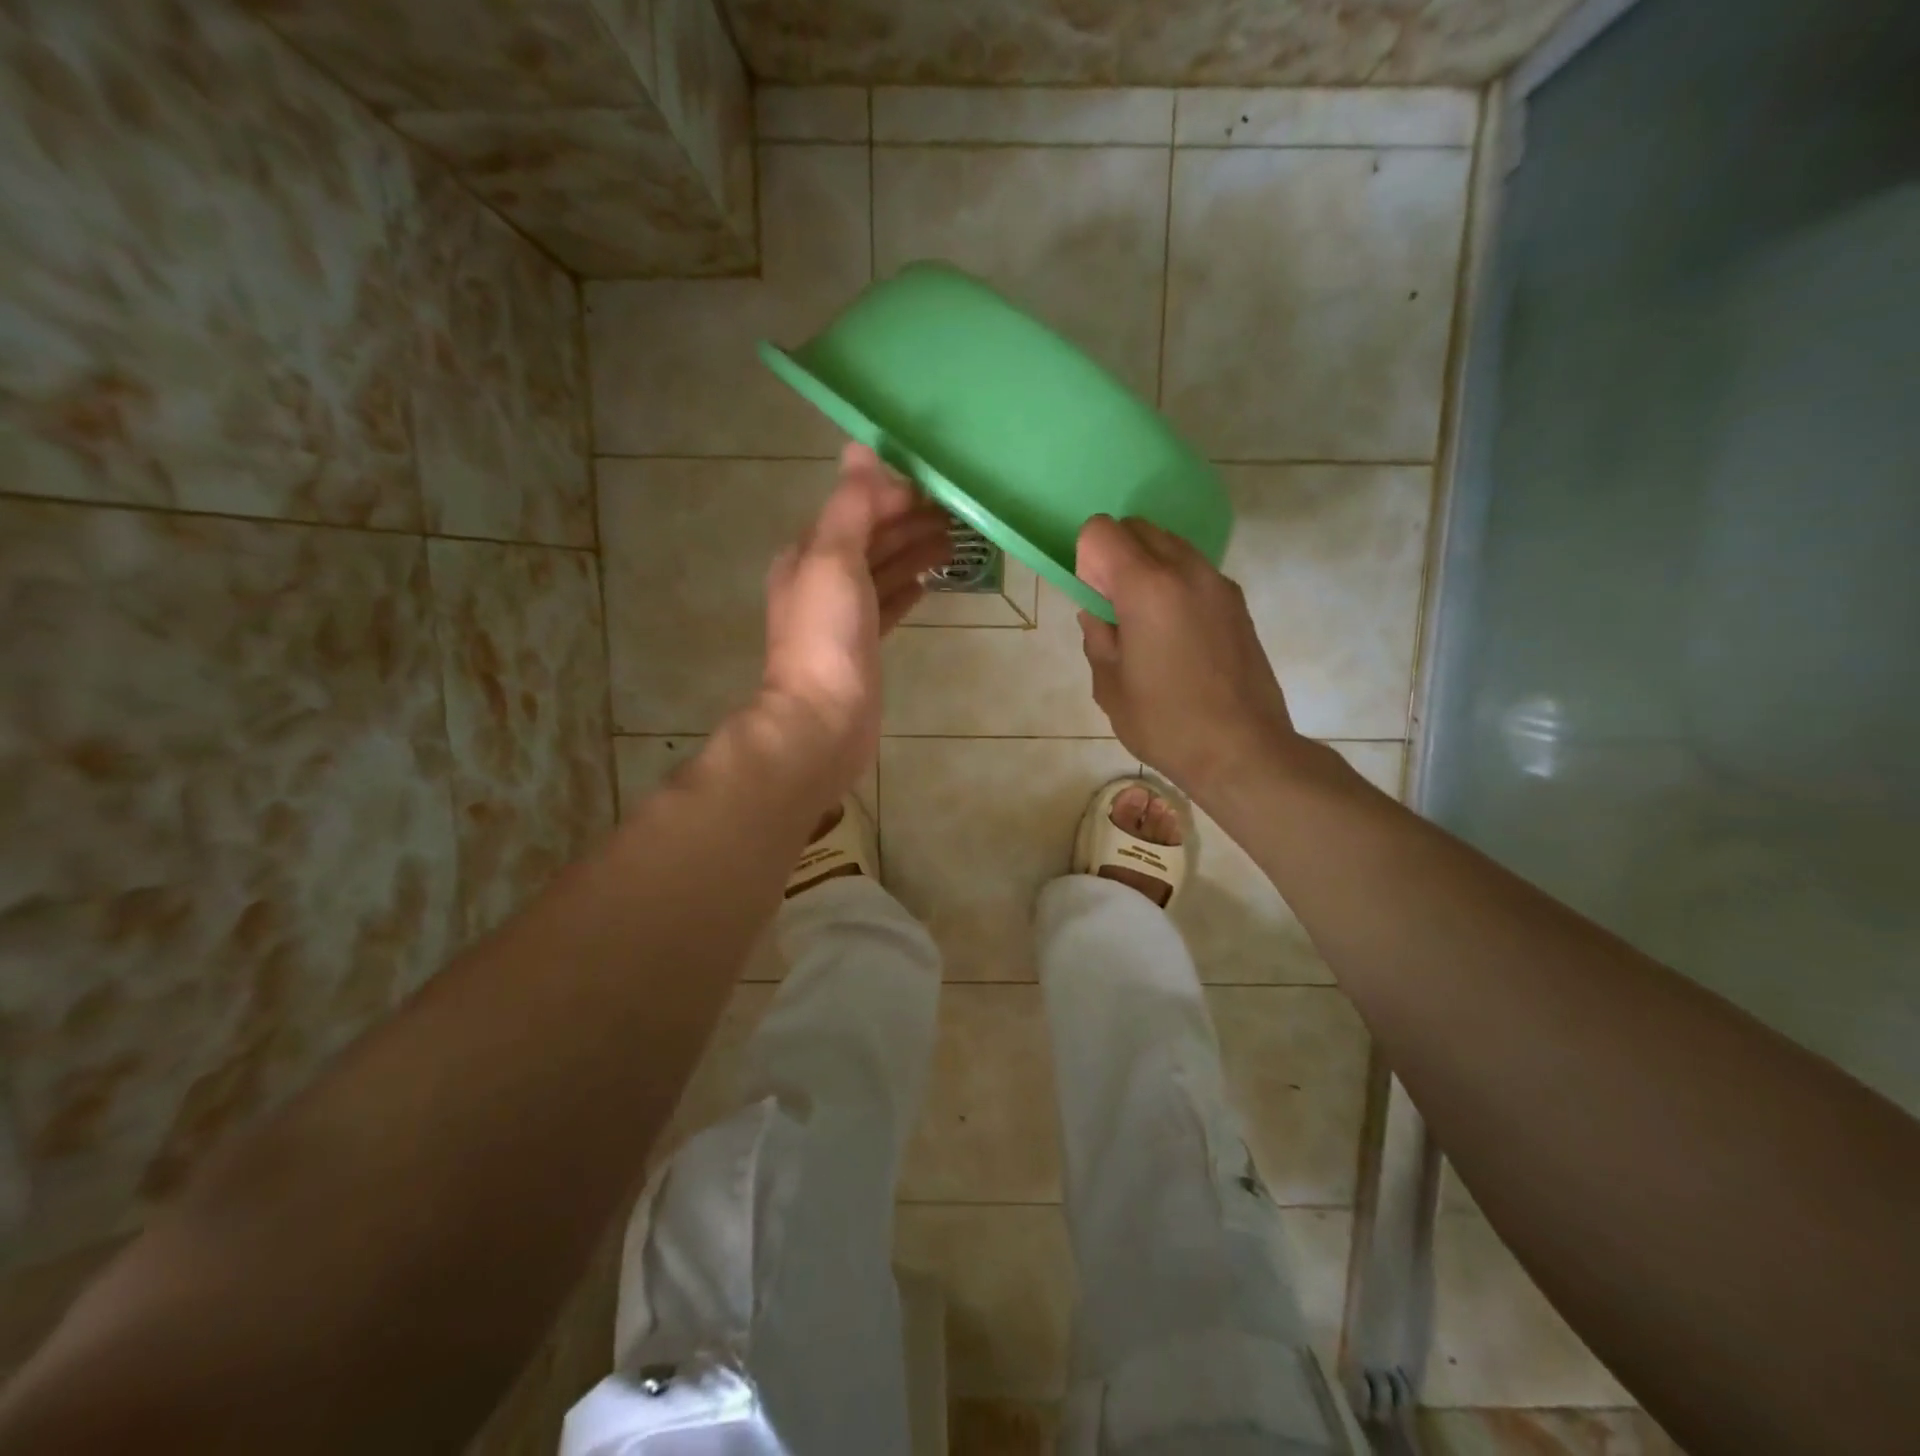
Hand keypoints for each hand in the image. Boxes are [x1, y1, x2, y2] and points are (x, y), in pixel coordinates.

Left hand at [757, 443, 951, 795]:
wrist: (823, 721)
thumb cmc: (827, 637)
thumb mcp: (835, 559)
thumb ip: (851, 506)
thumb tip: (860, 447)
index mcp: (809, 554)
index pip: (855, 509)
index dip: (894, 494)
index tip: (939, 485)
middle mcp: (822, 580)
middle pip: (872, 539)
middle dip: (911, 521)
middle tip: (961, 511)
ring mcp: (843, 616)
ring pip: (883, 572)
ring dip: (915, 552)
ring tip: (957, 541)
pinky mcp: (863, 645)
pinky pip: (888, 605)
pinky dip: (907, 589)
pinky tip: (929, 583)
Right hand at [1076, 515, 1304, 800]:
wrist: (1243, 751)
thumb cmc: (1166, 724)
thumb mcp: (1110, 686)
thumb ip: (1097, 637)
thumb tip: (1098, 614)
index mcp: (1147, 587)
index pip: (1102, 531)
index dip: (1086, 558)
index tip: (1092, 596)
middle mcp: (1186, 570)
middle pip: (1139, 528)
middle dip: (1116, 555)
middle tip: (1114, 608)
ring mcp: (1219, 584)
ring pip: (1171, 546)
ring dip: (1148, 567)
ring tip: (1146, 623)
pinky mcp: (1238, 604)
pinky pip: (1195, 572)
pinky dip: (1175, 584)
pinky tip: (1176, 635)